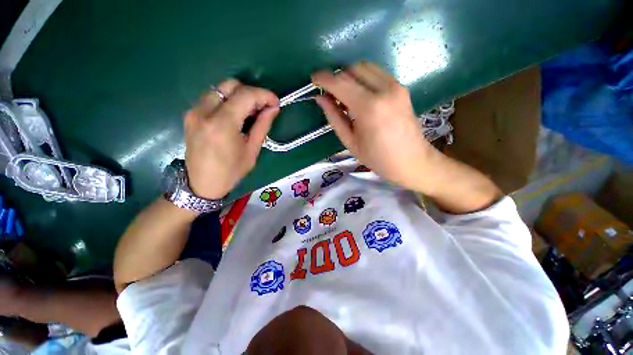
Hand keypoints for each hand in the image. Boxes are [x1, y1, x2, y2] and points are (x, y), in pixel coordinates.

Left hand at [184, 80, 279, 198]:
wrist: (201, 184)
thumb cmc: (231, 171)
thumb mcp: (252, 151)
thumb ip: (262, 126)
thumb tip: (273, 108)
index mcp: (222, 124)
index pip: (246, 95)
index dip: (264, 95)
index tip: (276, 102)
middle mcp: (204, 111)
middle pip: (231, 84)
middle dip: (251, 93)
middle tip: (262, 108)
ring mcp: (194, 111)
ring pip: (220, 88)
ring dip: (239, 95)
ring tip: (250, 112)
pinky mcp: (190, 114)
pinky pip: (212, 97)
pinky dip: (228, 100)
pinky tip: (235, 115)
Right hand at [312, 61, 434, 189]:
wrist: (411, 160)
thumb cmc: (377, 158)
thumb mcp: (350, 141)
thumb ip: (334, 117)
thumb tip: (320, 98)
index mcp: (368, 108)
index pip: (340, 82)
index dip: (323, 78)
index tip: (313, 80)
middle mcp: (384, 90)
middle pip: (353, 68)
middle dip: (337, 77)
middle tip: (330, 94)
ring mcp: (395, 86)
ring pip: (365, 66)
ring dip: (350, 76)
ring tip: (345, 96)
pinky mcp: (401, 87)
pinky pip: (376, 73)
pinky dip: (363, 78)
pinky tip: (360, 95)